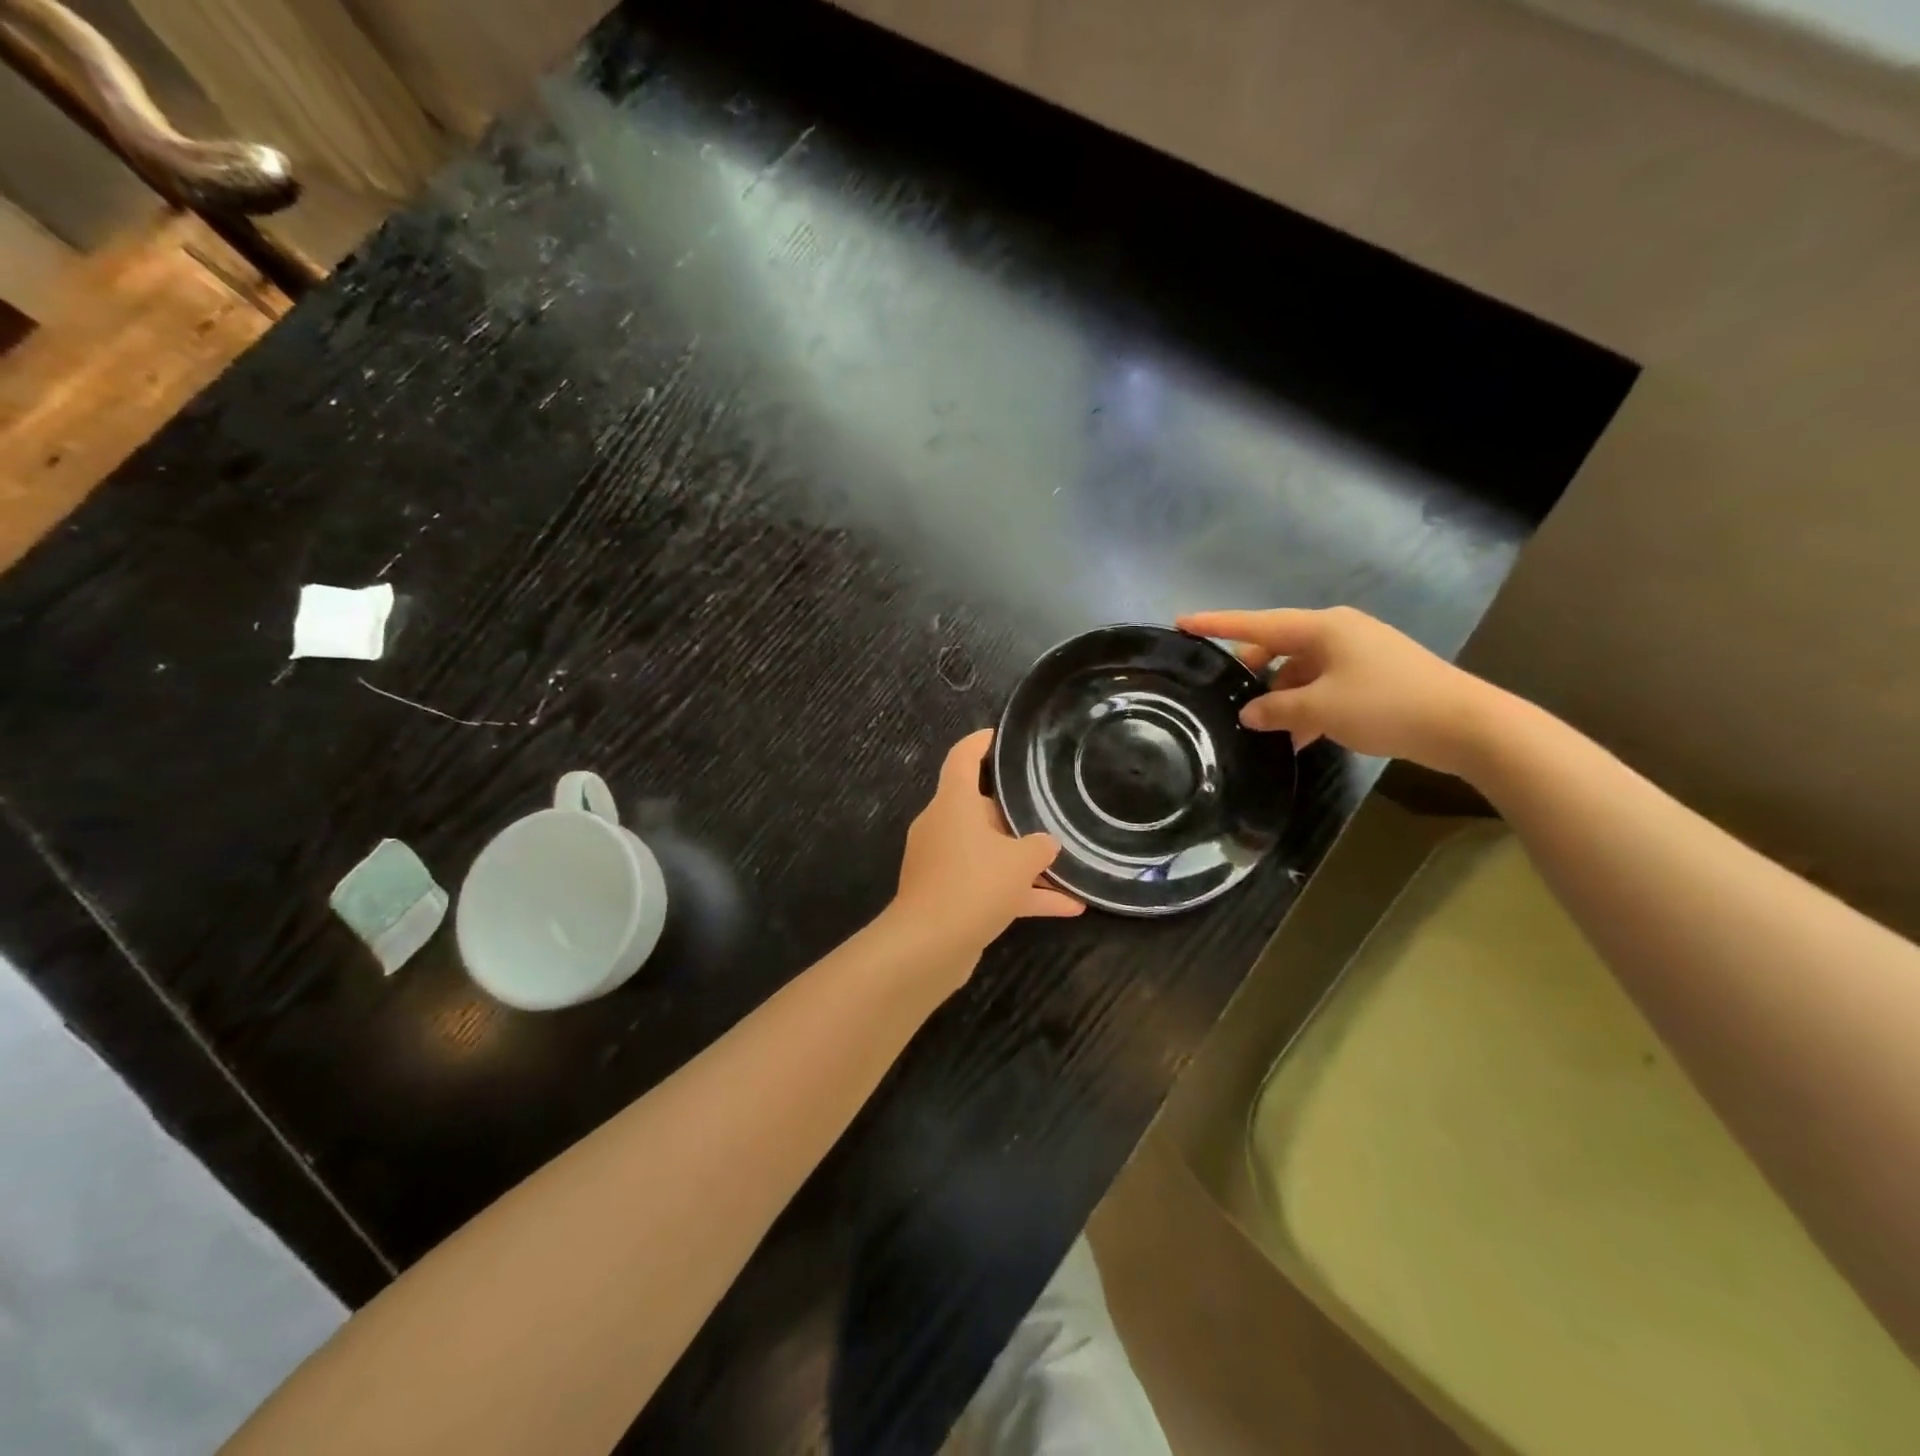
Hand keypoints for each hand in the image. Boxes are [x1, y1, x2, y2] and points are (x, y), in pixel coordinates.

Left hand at [893, 730, 1084, 961]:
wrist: (928, 945)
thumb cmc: (973, 884)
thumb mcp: (1019, 861)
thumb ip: (1039, 846)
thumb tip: (1046, 844)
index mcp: (952, 803)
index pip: (962, 757)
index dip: (980, 742)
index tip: (1000, 736)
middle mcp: (943, 826)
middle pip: (980, 808)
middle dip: (1016, 815)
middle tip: (1050, 810)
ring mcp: (943, 863)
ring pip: (989, 852)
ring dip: (1025, 862)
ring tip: (1068, 867)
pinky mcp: (948, 896)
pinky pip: (988, 884)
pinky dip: (1020, 892)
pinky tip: (1067, 907)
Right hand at [1176, 606, 1500, 776]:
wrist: (1467, 725)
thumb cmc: (1386, 705)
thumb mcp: (1320, 709)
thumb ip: (1275, 710)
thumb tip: (1248, 713)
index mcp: (1323, 628)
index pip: (1257, 623)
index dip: (1217, 623)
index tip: (1182, 621)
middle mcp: (1339, 633)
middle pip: (1279, 647)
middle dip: (1253, 672)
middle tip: (1227, 695)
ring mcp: (1359, 655)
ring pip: (1302, 672)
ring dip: (1282, 699)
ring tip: (1264, 731)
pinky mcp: (1374, 678)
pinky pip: (1325, 687)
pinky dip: (1308, 708)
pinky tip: (1299, 739)